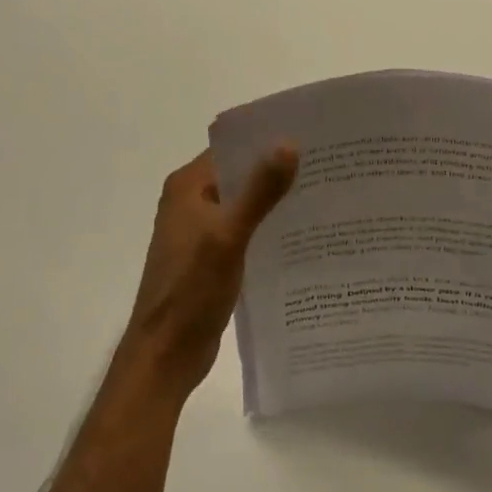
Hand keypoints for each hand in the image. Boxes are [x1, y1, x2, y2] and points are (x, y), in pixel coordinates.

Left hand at [120, 146, 298, 399]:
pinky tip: (301, 234)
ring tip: (323, 195)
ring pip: (244, 204)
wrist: (165, 355)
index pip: (232, 148)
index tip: (311, 136)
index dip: (268, 140)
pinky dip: (267, 229)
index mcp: (187, 187)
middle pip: (240, 175)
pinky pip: (244, 231)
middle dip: (277, 171)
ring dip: (274, 202)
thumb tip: (290, 143)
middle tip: (326, 166)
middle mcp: (191, 201)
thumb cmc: (191, 291)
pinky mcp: (210, 258)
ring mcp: (200, 231)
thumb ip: (259, 191)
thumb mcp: (229, 236)